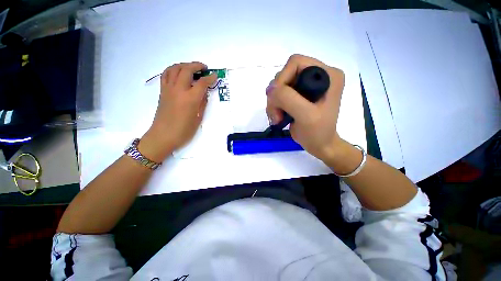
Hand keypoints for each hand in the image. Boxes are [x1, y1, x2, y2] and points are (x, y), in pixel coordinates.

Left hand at [139, 62, 216, 161]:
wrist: (163, 136)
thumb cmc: (184, 131)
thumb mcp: (198, 118)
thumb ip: (202, 104)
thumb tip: (203, 93)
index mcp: (190, 99)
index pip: (202, 83)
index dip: (210, 78)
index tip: (215, 76)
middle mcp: (179, 90)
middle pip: (187, 70)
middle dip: (197, 66)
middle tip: (204, 68)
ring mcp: (168, 89)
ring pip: (175, 68)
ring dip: (184, 65)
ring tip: (191, 67)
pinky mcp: (162, 91)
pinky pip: (166, 74)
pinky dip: (173, 69)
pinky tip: (178, 73)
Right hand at [266, 54, 344, 161]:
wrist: (319, 145)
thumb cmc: (317, 133)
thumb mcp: (306, 116)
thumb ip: (288, 98)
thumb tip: (270, 88)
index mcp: (327, 74)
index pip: (296, 63)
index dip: (282, 79)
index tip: (278, 100)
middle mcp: (316, 76)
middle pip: (285, 75)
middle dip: (276, 96)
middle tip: (277, 114)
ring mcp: (305, 86)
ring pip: (278, 86)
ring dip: (274, 103)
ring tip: (278, 118)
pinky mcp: (297, 96)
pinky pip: (278, 95)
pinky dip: (274, 107)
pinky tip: (278, 117)